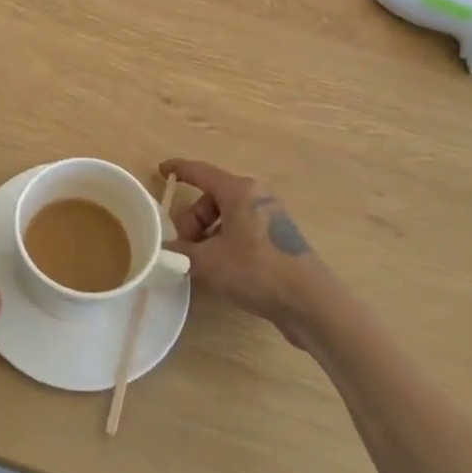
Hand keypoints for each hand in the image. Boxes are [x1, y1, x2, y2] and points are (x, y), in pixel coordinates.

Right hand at [159, 159, 334, 342]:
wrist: (310, 303)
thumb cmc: (257, 271)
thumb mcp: (209, 262)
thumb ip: (180, 252)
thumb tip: (162, 250)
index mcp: (239, 191)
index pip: (201, 172)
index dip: (179, 169)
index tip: (161, 170)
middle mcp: (256, 196)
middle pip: (211, 198)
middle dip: (192, 221)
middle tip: (183, 248)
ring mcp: (270, 216)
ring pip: (226, 216)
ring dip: (207, 234)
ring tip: (200, 263)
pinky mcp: (278, 238)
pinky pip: (240, 229)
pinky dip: (224, 242)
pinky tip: (221, 268)